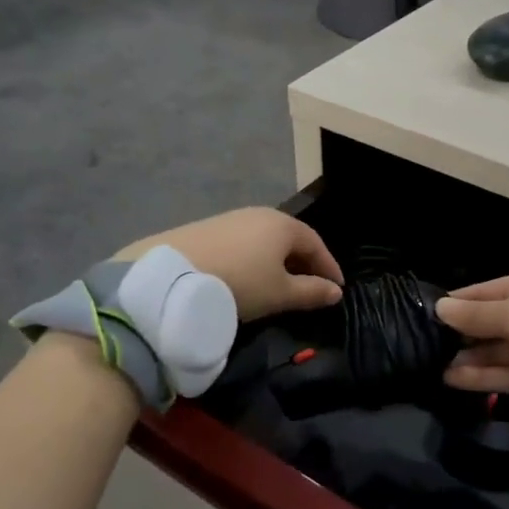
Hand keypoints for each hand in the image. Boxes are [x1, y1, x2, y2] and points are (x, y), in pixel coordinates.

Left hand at [118, 208, 343, 320]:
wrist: (171, 278)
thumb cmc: (239, 284)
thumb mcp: (280, 294)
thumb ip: (311, 293)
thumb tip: (335, 292)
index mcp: (282, 225)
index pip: (316, 243)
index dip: (329, 267)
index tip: (337, 288)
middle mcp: (258, 214)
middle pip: (289, 238)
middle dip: (303, 262)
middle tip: (310, 286)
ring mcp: (229, 219)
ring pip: (263, 240)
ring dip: (275, 260)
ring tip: (276, 284)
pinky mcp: (204, 229)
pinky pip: (240, 244)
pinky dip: (251, 259)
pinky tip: (244, 277)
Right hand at [435, 268, 508, 413]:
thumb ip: (476, 315)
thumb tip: (440, 308)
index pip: (485, 292)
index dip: (457, 303)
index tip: (425, 313)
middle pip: (488, 323)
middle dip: (459, 333)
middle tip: (422, 343)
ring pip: (493, 352)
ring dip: (466, 357)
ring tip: (431, 363)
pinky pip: (503, 375)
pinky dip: (479, 377)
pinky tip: (450, 378)